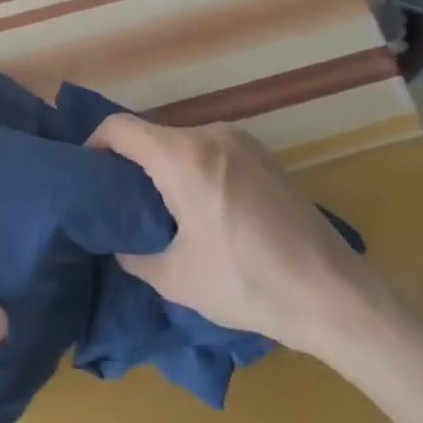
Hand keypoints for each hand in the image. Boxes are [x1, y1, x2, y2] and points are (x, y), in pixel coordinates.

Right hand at [88, 115, 366, 352]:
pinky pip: (212, 150)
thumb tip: (117, 241)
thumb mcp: (175, 278)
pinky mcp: (265, 155)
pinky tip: (204, 209)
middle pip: (151, 134)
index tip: (87, 176)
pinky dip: (194, 169)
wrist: (335, 294)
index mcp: (183, 157)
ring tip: (162, 210)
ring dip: (164, 167)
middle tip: (121, 203)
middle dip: (129, 163)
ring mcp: (243, 141)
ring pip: (182, 142)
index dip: (93, 145)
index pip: (119, 127)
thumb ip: (131, 253)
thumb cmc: (248, 283)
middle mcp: (212, 135)